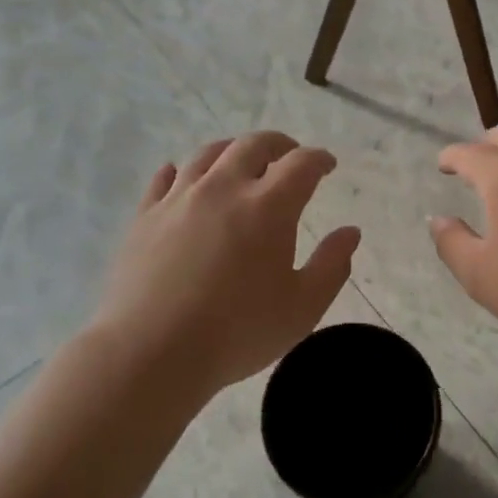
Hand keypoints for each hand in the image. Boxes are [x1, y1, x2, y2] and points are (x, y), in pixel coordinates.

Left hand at [89, 132, 360, 394]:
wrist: (150, 352)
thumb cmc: (236, 332)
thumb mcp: (302, 308)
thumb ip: (332, 266)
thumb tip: (351, 232)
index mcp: (268, 206)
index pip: (301, 164)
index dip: (319, 159)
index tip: (328, 166)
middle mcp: (224, 188)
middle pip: (254, 145)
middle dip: (279, 144)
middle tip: (289, 155)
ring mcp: (179, 198)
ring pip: (208, 154)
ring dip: (232, 150)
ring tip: (241, 160)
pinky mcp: (145, 216)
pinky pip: (164, 179)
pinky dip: (179, 170)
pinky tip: (180, 175)